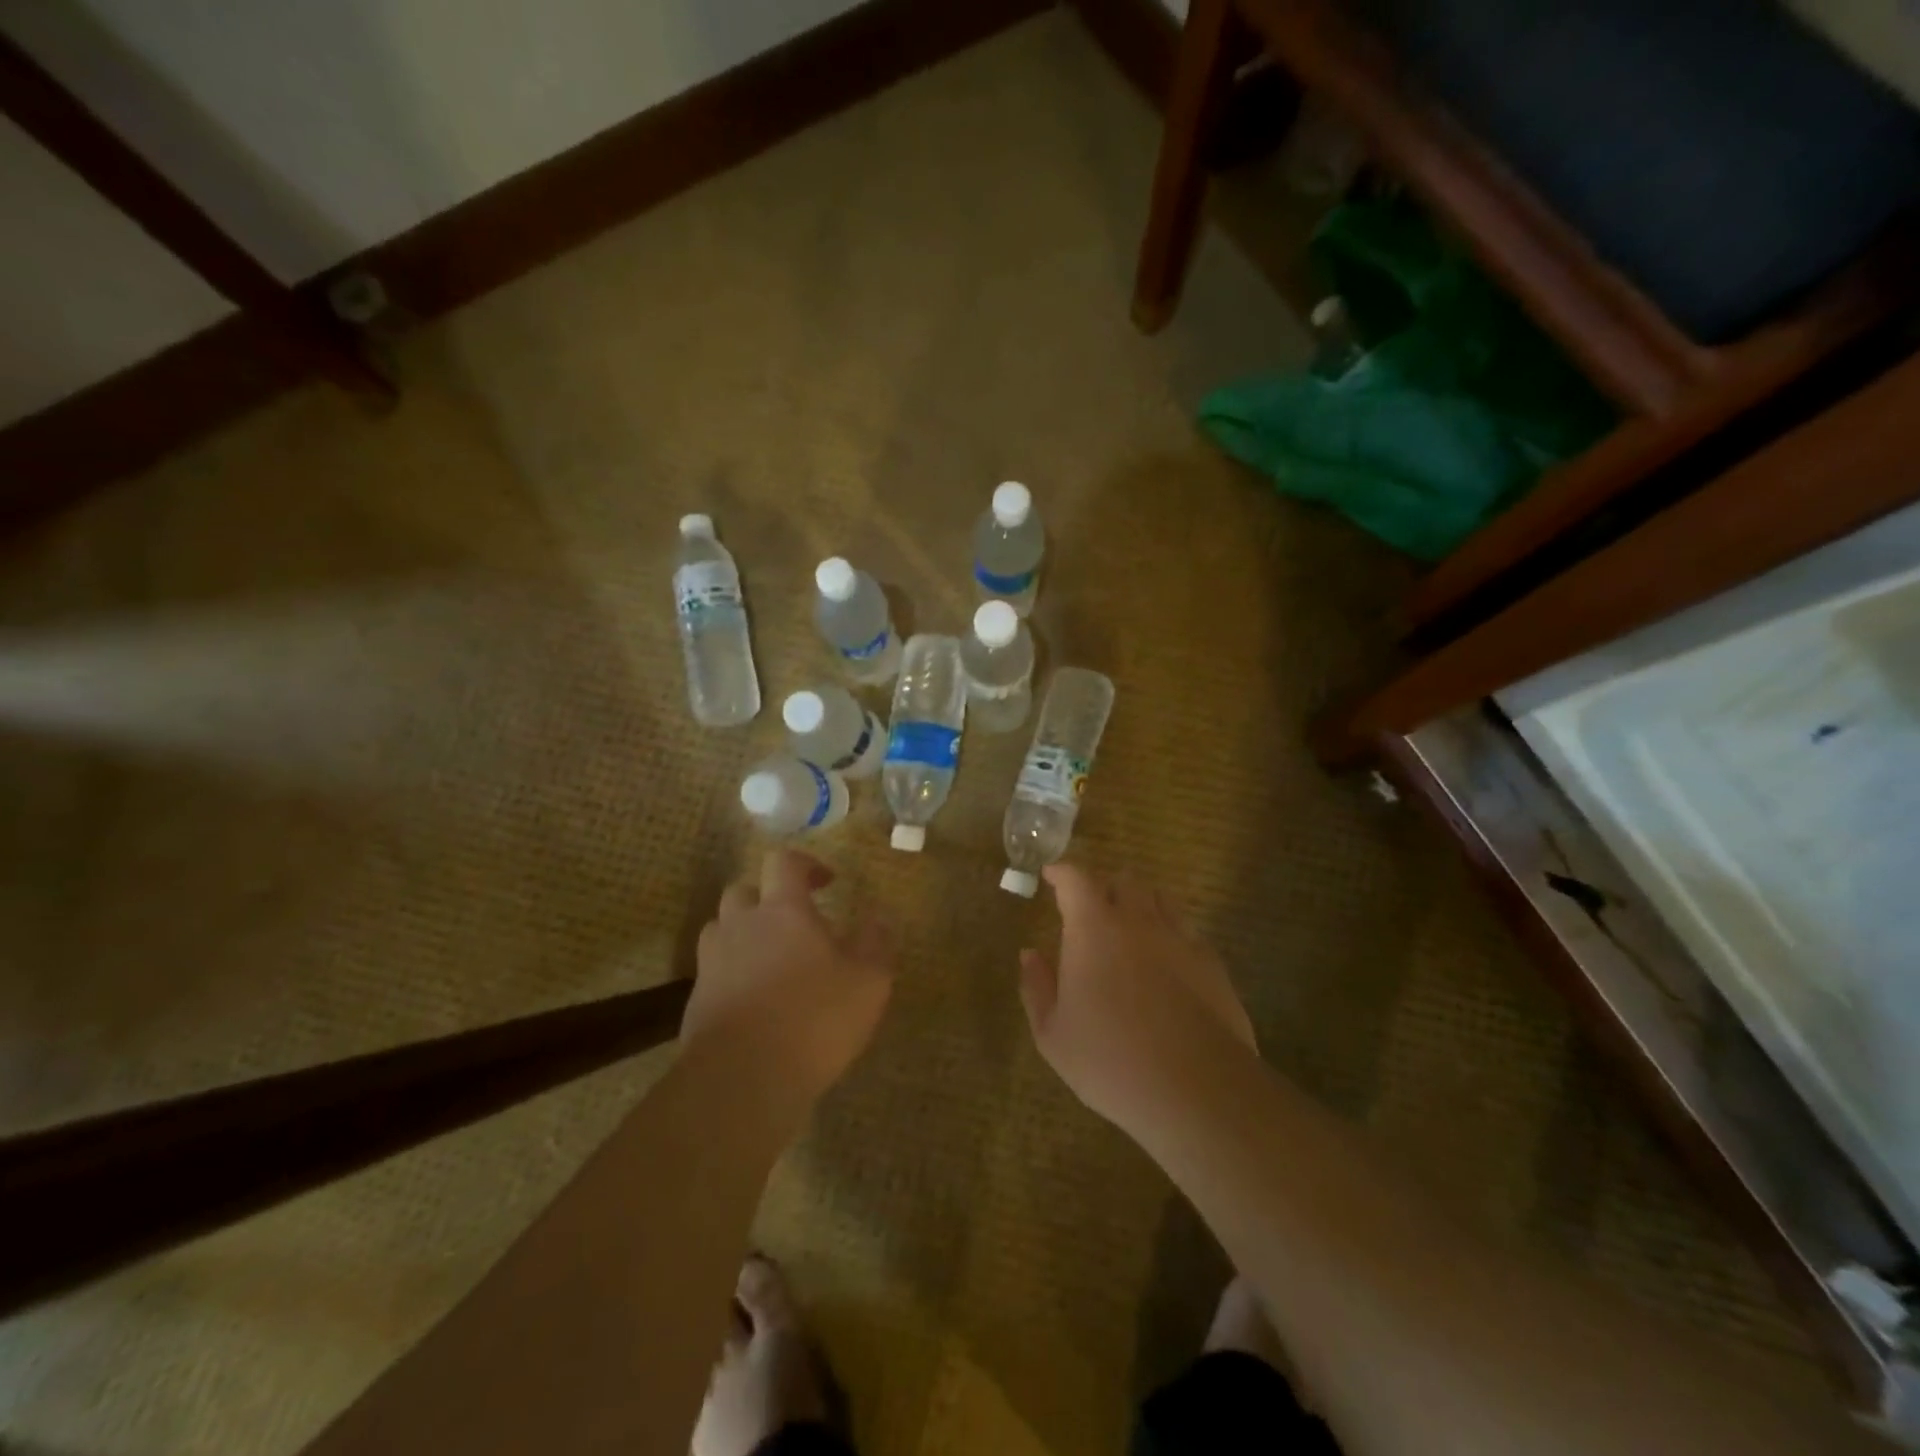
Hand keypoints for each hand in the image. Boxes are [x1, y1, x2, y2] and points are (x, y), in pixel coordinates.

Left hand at [685, 850, 893, 1104]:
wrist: (741, 1079)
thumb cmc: (814, 1019)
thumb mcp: (868, 982)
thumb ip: (876, 943)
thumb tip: (879, 916)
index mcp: (783, 910)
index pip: (784, 863)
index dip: (805, 865)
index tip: (827, 882)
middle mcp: (742, 926)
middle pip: (743, 891)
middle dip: (767, 899)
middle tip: (794, 923)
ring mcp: (712, 963)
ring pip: (721, 930)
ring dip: (743, 934)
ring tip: (770, 960)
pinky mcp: (696, 1001)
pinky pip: (713, 972)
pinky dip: (732, 976)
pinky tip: (754, 1003)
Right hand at [1019, 865, 1254, 1129]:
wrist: (1197, 1088)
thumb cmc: (1111, 1061)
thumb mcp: (1053, 1034)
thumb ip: (1037, 987)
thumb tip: (1029, 954)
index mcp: (1093, 929)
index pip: (1076, 880)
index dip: (1062, 872)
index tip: (1052, 875)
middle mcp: (1137, 921)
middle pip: (1123, 881)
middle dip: (1103, 887)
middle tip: (1091, 910)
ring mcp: (1179, 938)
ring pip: (1159, 899)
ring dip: (1139, 903)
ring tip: (1129, 927)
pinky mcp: (1211, 962)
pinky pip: (1186, 930)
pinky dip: (1169, 933)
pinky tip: (1165, 961)